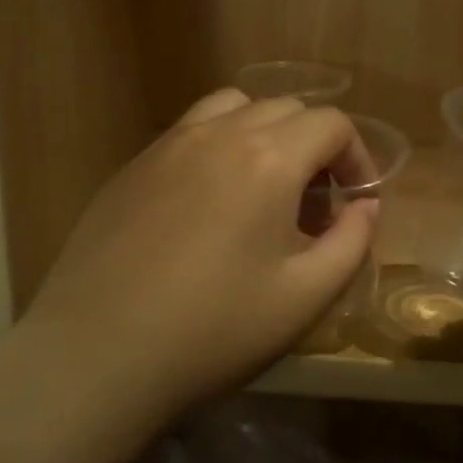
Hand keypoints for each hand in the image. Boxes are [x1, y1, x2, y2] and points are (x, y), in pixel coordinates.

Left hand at [19, 89, 379, 429]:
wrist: (97, 354)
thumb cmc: (213, 330)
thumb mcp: (305, 297)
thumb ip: (351, 242)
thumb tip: (365, 206)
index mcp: (268, 158)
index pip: (331, 123)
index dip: (357, 158)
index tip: (357, 202)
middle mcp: (217, 133)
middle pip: (285, 109)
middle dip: (314, 148)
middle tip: (313, 207)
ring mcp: (167, 145)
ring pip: (232, 108)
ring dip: (264, 135)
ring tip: (262, 192)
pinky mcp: (131, 166)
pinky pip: (189, 134)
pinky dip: (218, 148)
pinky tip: (207, 207)